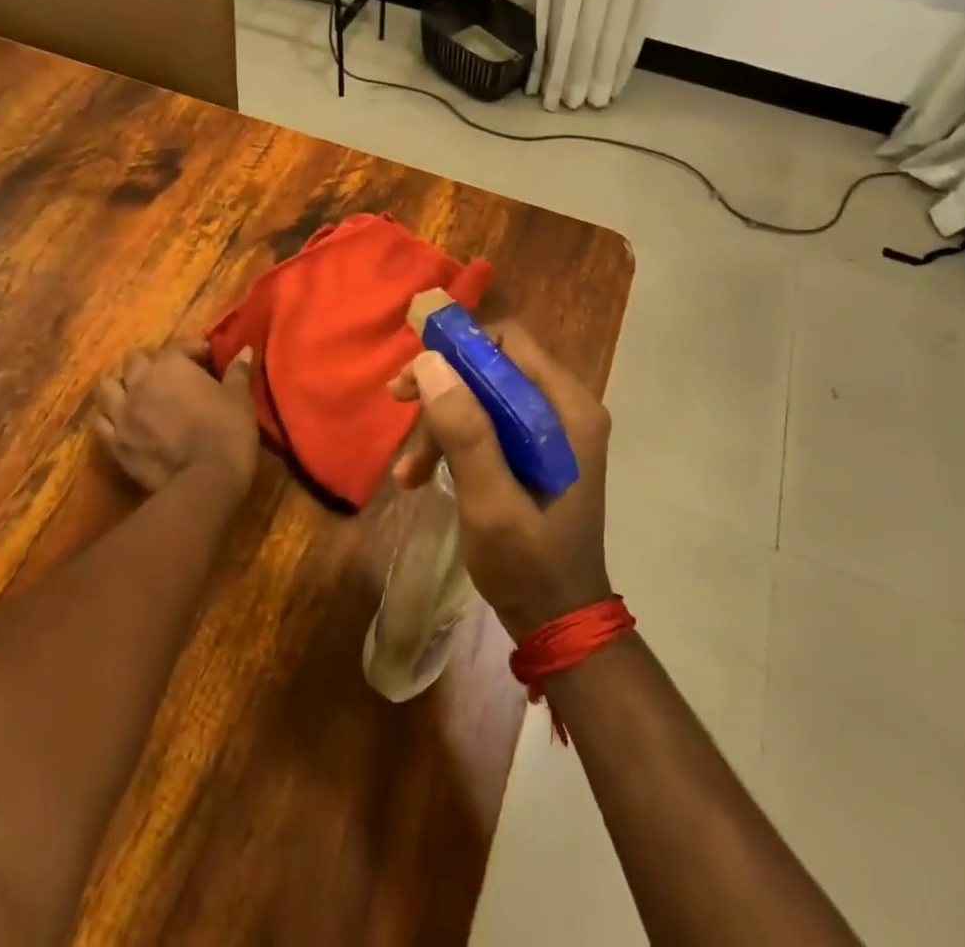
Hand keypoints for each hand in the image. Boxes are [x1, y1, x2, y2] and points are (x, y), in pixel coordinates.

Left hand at [94, 339, 257, 493]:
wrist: (206, 477)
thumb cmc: (228, 429)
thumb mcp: (239, 396)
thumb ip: (238, 370)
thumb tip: (245, 350)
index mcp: (171, 365)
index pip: (178, 347)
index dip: (193, 349)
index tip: (206, 357)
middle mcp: (140, 382)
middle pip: (133, 360)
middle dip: (148, 362)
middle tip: (166, 373)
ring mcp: (122, 413)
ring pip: (106, 386)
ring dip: (119, 383)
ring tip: (132, 389)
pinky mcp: (115, 442)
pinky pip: (99, 422)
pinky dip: (106, 415)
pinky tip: (118, 418)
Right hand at [389, 322, 611, 638]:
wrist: (558, 622)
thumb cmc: (528, 564)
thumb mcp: (490, 501)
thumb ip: (465, 432)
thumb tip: (430, 362)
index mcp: (567, 408)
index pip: (509, 342)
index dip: (459, 346)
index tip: (415, 372)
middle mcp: (564, 407)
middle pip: (493, 366)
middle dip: (442, 386)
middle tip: (397, 401)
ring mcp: (551, 430)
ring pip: (483, 396)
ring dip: (441, 422)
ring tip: (409, 471)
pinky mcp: (535, 450)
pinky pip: (487, 424)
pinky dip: (453, 443)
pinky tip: (420, 477)